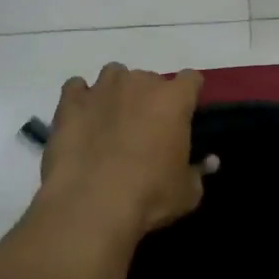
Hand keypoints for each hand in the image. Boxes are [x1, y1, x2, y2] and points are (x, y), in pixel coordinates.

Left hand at [39, 64, 208, 234]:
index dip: (188, 95)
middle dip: (150, 97)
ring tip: (113, 118)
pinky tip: (83, 118)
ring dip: (117, 91)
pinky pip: (76, 87)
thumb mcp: (187, 192)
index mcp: (174, 100)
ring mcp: (101, 89)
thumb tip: (208, 162)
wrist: (92, 203)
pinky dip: (81, 98)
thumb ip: (198, 172)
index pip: (190, 79)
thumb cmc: (150, 195)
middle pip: (151, 78)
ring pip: (114, 74)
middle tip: (146, 127)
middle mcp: (139, 84)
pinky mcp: (69, 103)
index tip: (185, 114)